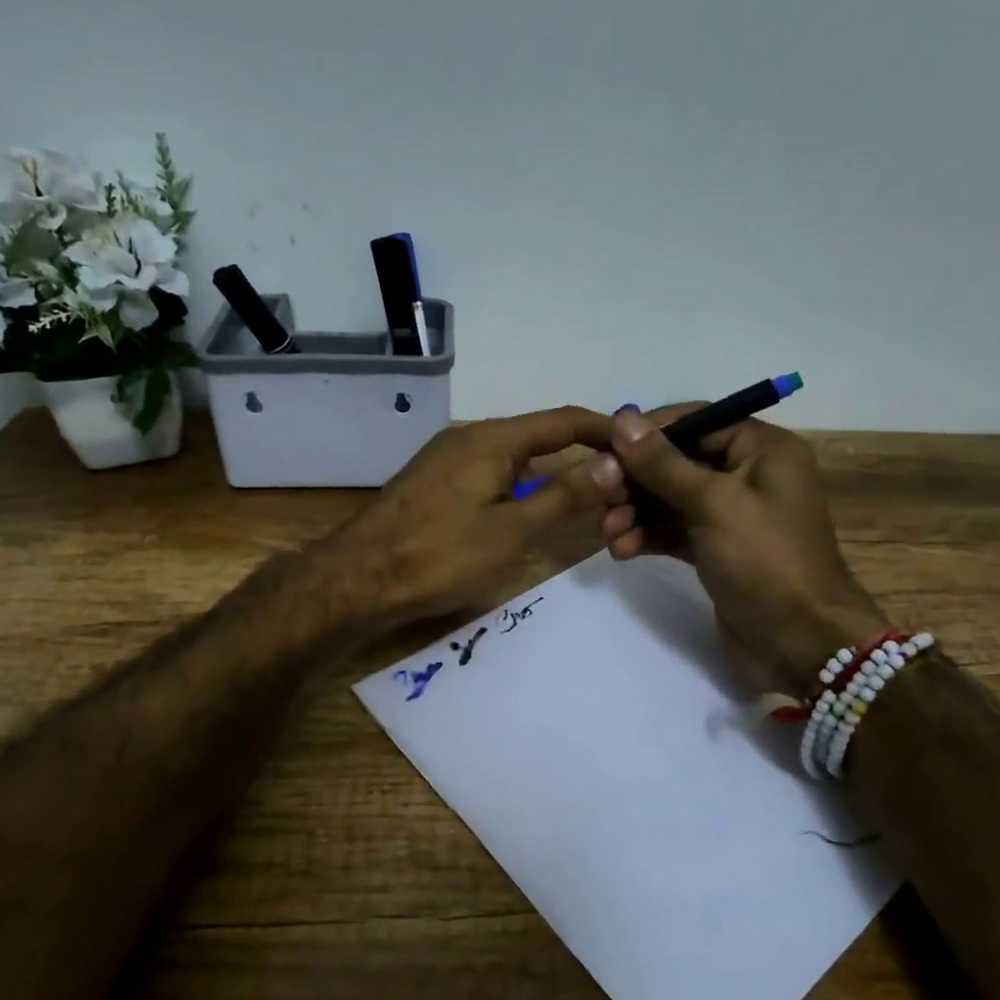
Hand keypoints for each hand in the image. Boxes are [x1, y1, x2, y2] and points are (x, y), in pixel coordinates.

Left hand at [326, 407, 626, 627]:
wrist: (357, 579)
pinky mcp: (433, 480)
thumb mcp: (514, 531)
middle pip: (538, 436)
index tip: (641, 446)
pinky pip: (490, 472)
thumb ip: (565, 496)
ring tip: (584, 500)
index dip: (605, 430)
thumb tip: (613, 462)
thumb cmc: (440, 556)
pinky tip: (529, 510)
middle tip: (618, 484)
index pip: (564, 420)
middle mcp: (469, 435)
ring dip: (549, 474)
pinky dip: (519, 485)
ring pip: (513, 456)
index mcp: (492, 438)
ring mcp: (446, 457)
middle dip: (581, 456)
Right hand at [599, 407, 888, 695]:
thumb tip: (623, 418)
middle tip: (603, 499)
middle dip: (637, 480)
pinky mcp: (716, 549)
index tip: (605, 448)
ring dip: (636, 512)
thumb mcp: (713, 504)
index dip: (649, 433)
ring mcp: (731, 515)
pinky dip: (648, 535)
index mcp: (762, 449)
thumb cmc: (765, 561)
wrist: (800, 643)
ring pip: (670, 499)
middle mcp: (748, 474)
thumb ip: (663, 463)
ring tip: (611, 533)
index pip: (696, 421)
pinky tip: (623, 550)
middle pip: (677, 461)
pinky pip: (674, 530)